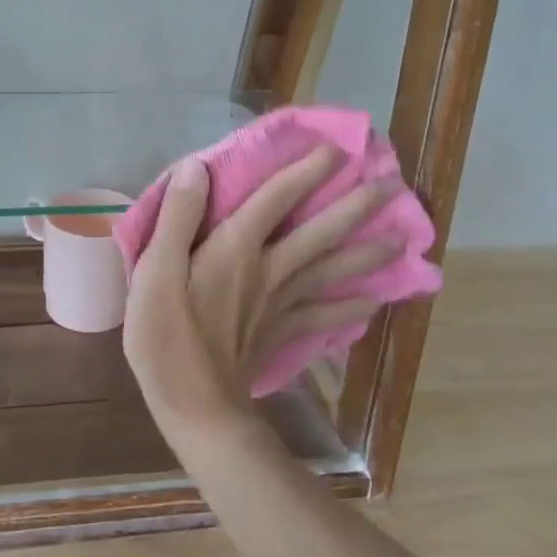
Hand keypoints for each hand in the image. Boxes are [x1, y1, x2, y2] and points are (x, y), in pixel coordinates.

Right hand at [122, 148, 401, 443]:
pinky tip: (375, 302)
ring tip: (401, 239)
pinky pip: (325, 317)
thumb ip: (178, 218)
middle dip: (355, 207)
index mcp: (236, 249)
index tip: (335, 149)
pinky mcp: (282, 334)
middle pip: (319, 233)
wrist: (194, 406)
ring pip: (331, 272)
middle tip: (392, 186)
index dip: (304, 171)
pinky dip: (351, 310)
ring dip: (367, 253)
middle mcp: (269, 270)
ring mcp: (280, 304)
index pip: (276, 198)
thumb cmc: (166, 336)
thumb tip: (198, 167)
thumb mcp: (155, 272)